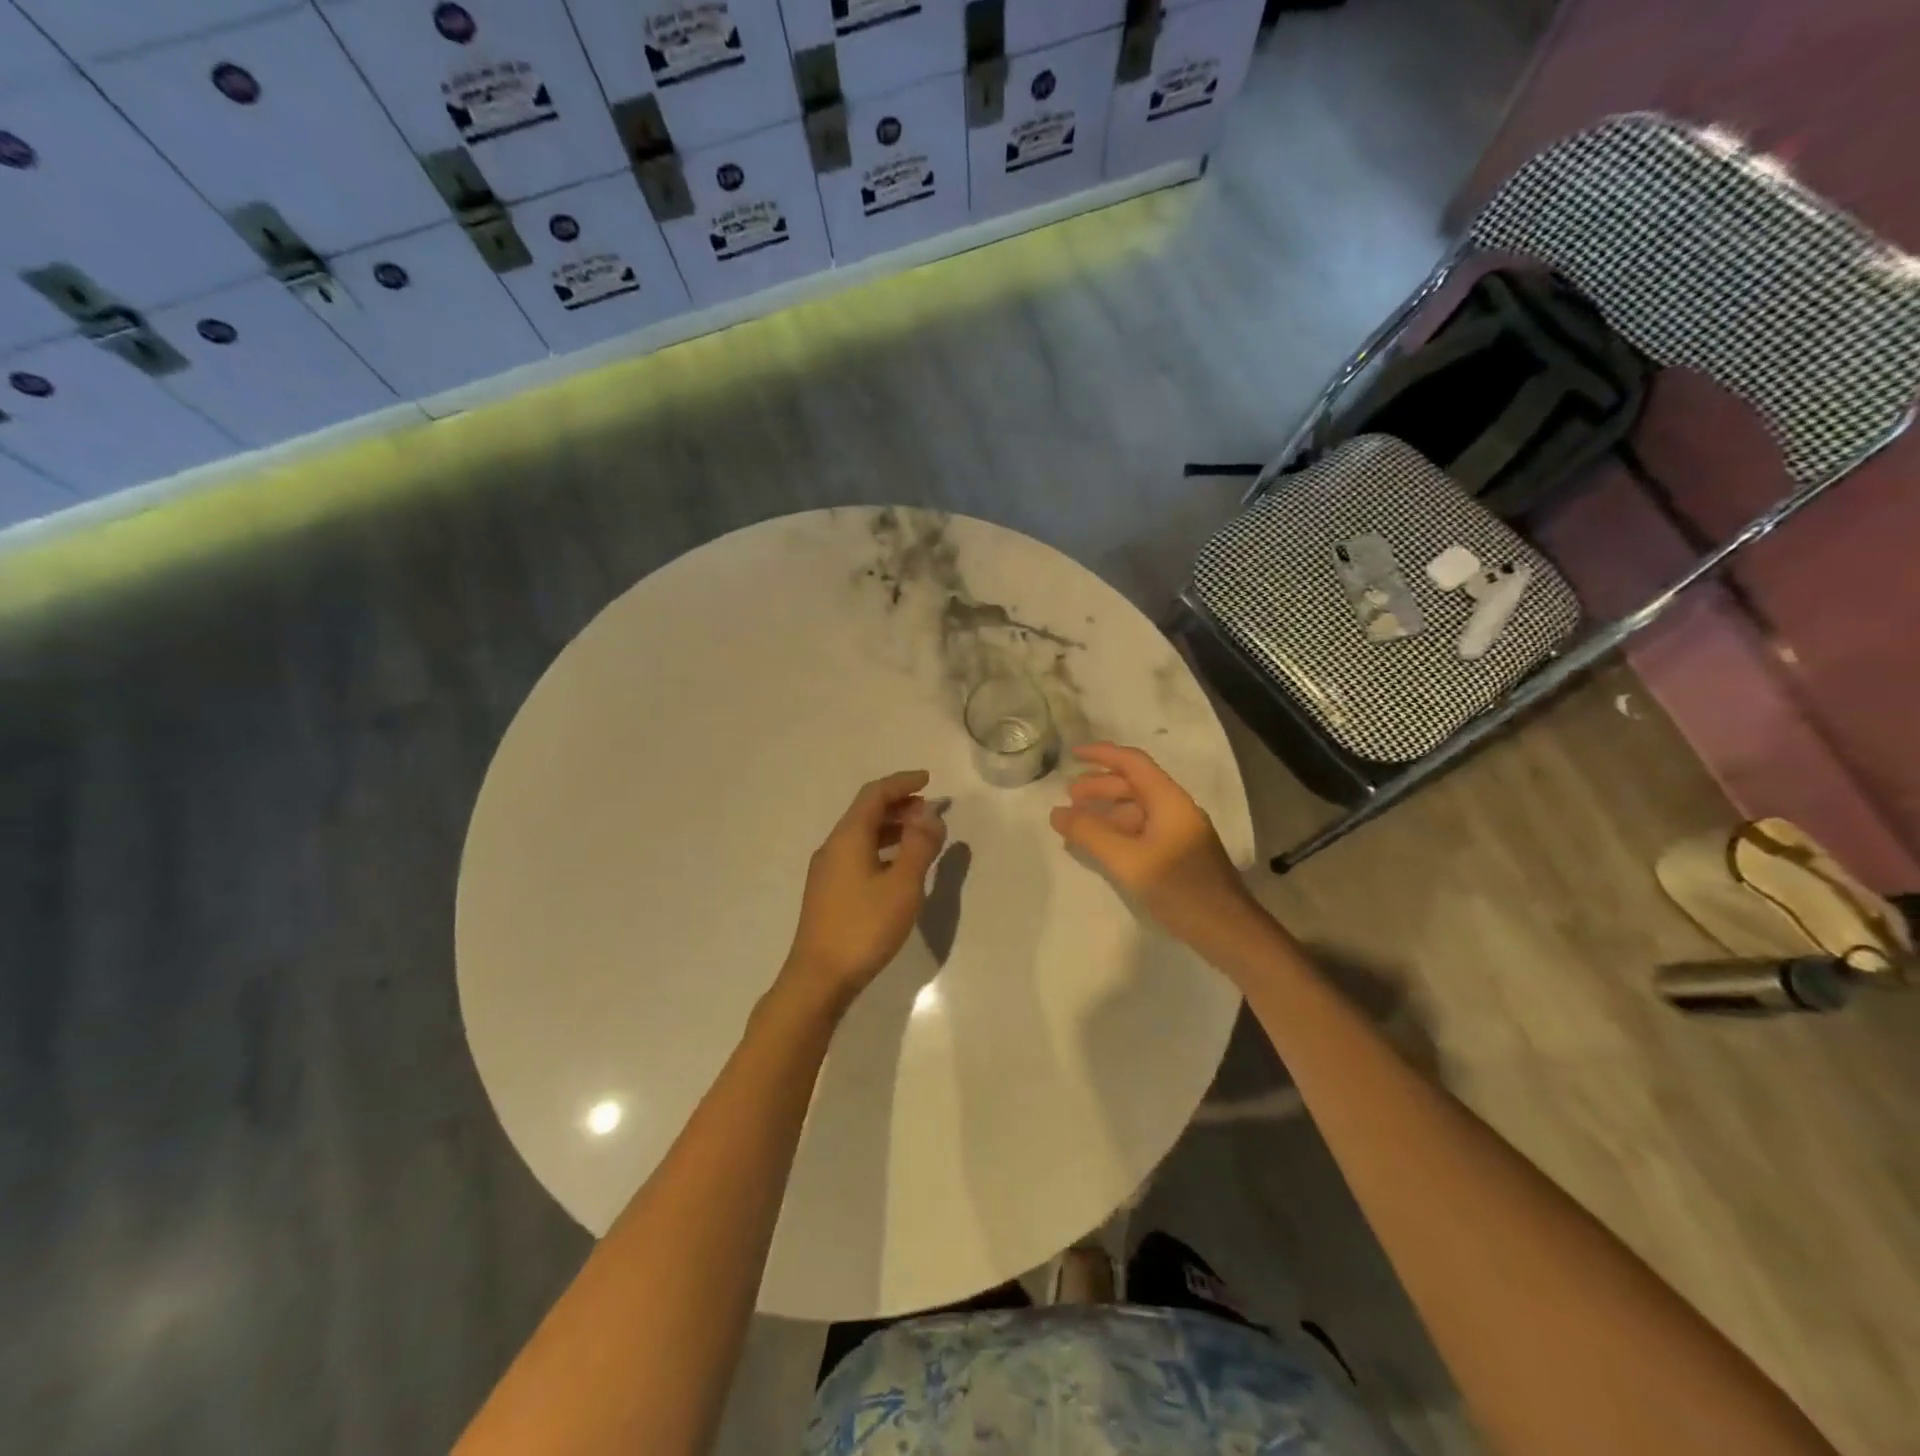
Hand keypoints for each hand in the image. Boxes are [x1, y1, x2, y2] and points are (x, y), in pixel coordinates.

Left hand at [781, 770, 947, 1015]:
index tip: (928, 779)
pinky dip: (882, 848)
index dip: (902, 783)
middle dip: (899, 805)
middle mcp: (833, 847)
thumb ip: (919, 846)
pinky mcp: (828, 892)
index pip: (874, 794)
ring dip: (891, 828)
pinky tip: (898, 867)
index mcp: (848, 838)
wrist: (819, 978)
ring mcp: (827, 871)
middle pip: (866, 812)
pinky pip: (858, 854)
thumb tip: (929, 814)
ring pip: (862, 835)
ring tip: (921, 836)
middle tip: (930, 812)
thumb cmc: (864, 928)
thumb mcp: (902, 885)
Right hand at [1049, 743, 1256, 948]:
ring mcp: (1178, 833)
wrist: (1228, 931)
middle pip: (1134, 785)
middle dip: (1100, 785)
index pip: (1132, 762)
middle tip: (1069, 796)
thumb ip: (1090, 834)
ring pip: (1137, 810)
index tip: (1072, 755)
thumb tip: (1056, 812)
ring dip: (1107, 810)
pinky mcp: (1178, 855)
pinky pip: (1142, 831)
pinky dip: (1117, 831)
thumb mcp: (1128, 860)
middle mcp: (1175, 809)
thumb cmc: (1179, 889)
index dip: (1102, 754)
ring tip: (1077, 821)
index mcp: (1169, 800)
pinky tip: (1101, 847)